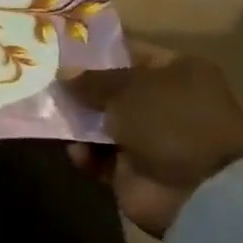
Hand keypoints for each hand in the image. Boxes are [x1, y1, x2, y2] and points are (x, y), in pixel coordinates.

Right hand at [65, 45, 242, 237]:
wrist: (197, 190)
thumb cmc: (168, 122)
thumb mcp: (126, 88)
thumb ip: (91, 80)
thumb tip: (63, 73)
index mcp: (178, 72)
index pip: (130, 54)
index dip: (96, 52)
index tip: (59, 52)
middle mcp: (166, 103)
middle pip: (113, 91)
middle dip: (81, 90)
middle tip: (45, 85)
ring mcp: (151, 139)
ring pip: (102, 124)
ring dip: (78, 124)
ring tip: (54, 120)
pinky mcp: (134, 170)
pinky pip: (99, 156)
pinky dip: (85, 154)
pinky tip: (77, 153)